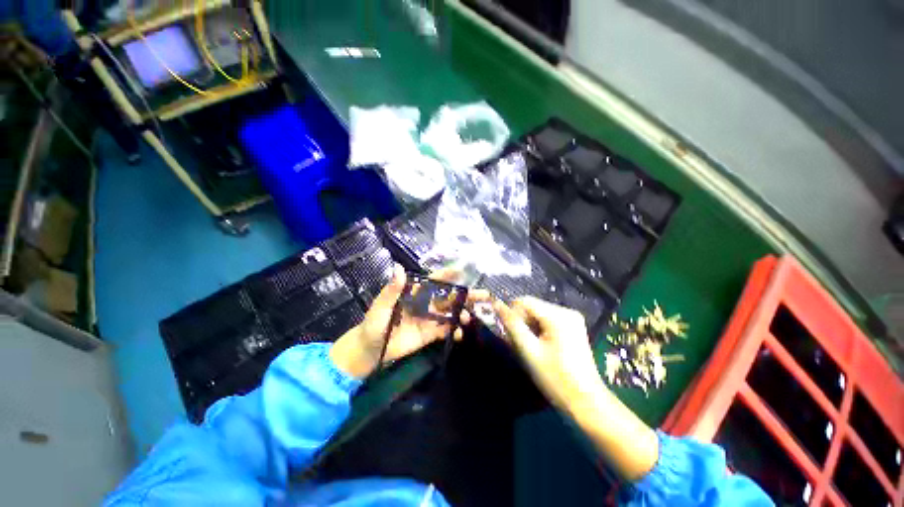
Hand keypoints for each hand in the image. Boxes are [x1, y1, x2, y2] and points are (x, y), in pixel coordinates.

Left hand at [330, 265, 468, 377]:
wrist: (369, 351)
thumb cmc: (373, 325)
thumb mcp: (380, 307)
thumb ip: (391, 290)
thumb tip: (398, 267)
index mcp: (414, 294)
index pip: (433, 281)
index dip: (446, 275)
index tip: (461, 270)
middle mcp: (424, 304)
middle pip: (447, 297)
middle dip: (464, 295)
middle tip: (482, 294)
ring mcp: (428, 320)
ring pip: (449, 313)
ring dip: (461, 313)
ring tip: (469, 317)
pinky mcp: (429, 335)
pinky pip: (445, 331)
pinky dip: (454, 331)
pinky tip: (460, 334)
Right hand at [485, 295, 659, 481]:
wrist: (588, 404)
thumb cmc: (557, 380)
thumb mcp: (528, 351)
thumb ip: (511, 325)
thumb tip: (497, 307)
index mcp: (557, 315)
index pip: (524, 301)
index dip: (511, 314)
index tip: (506, 332)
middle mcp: (567, 313)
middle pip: (531, 308)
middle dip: (521, 323)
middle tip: (520, 345)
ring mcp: (572, 321)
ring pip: (538, 316)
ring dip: (529, 329)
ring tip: (531, 351)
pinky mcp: (573, 330)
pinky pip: (547, 323)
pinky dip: (538, 333)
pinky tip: (541, 351)